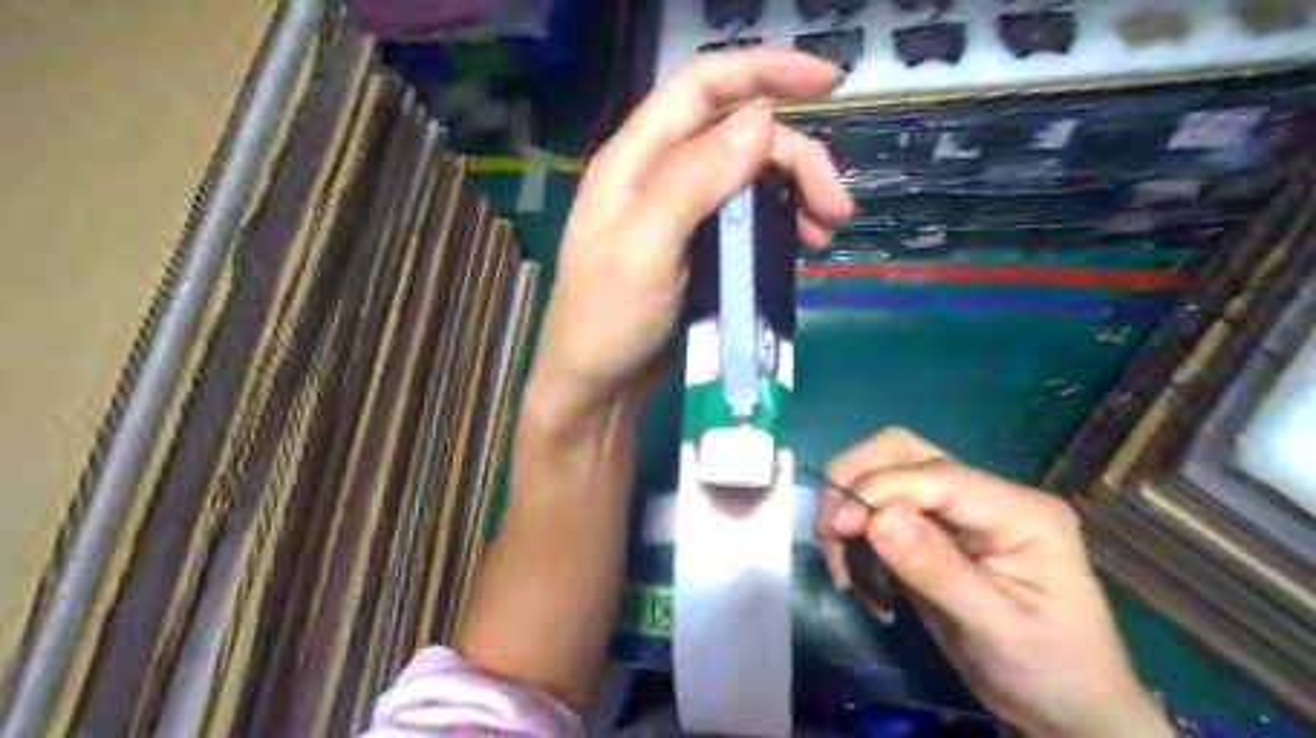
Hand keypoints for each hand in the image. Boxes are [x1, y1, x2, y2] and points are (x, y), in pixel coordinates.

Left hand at [529, 49, 859, 417]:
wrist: (596, 387)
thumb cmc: (606, 322)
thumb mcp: (644, 250)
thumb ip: (694, 181)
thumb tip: (760, 120)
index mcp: (636, 159)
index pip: (702, 86)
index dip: (763, 70)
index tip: (828, 83)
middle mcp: (659, 174)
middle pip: (739, 136)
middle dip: (796, 159)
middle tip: (836, 209)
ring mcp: (680, 213)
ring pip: (749, 177)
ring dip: (794, 193)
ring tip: (824, 232)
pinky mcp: (697, 247)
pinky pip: (747, 216)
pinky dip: (779, 223)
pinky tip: (800, 245)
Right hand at [820, 430, 1170, 737]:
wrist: (1068, 709)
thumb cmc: (1051, 671)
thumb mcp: (997, 628)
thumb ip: (937, 569)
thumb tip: (876, 518)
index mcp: (1017, 510)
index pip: (935, 474)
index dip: (879, 490)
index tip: (838, 530)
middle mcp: (985, 495)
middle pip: (902, 452)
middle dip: (855, 483)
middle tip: (833, 533)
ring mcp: (958, 511)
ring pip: (885, 473)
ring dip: (851, 507)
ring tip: (844, 562)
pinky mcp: (934, 532)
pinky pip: (881, 511)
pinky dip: (858, 535)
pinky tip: (863, 577)